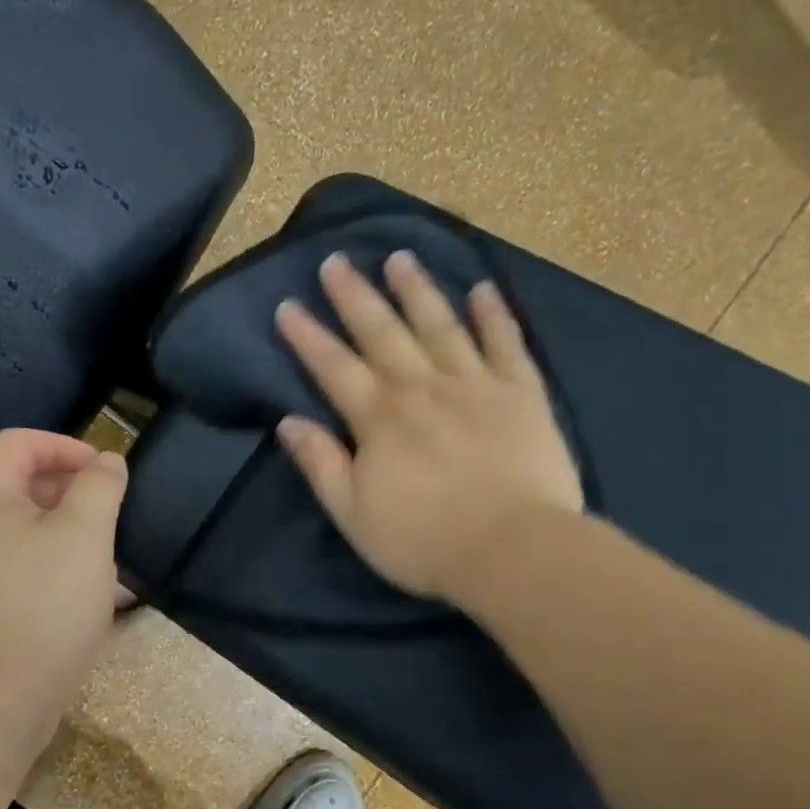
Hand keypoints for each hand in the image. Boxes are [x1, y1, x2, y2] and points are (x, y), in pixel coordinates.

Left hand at [0, 429, 128, 740]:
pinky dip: (54, 572)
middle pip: (20, 488)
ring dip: (69, 537)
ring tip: (111, 562)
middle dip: (72, 494)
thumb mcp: (84, 535)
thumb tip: (106, 461)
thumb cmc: (43, 605)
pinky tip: (92, 600)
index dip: (64, 446)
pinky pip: (19, 573)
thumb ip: (99, 487)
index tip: (104, 471)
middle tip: (112, 516)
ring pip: (24, 535)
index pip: (18, 443)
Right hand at [273, 251, 583, 606]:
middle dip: (355, 296)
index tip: (287, 305)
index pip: (333, 367)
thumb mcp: (352, 514)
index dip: (307, 336)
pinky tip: (483, 288)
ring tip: (400, 257)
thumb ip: (320, 464)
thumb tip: (288, 421)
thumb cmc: (423, 540)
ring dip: (417, 290)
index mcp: (379, 418)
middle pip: (382, 332)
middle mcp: (422, 388)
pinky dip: (494, 314)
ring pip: (440, 325)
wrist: (513, 551)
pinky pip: (506, 343)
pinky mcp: (522, 394)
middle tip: (336, 261)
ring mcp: (475, 385)